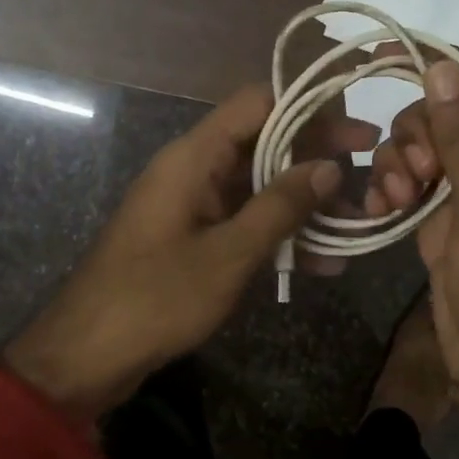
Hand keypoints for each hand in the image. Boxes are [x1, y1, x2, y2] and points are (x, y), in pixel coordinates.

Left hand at [4, 85, 372, 421]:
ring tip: (356, 222)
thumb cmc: (156, 297)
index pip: (257, 103)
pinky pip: (244, 222)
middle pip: (264, 142)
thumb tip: (331, 166)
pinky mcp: (194, 238)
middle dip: (317, 157)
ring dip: (304, 202)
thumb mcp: (228, 253)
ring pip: (259, 186)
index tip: (355, 126)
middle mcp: (193, 170)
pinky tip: (322, 263)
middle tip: (371, 170)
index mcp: (193, 156)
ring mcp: (193, 205)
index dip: (308, 107)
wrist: (87, 355)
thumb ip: (281, 206)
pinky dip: (280, 235)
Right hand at [366, 55, 458, 458]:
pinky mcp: (448, 221)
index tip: (382, 60)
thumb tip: (443, 67)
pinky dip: (394, 189)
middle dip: (419, 133)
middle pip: (449, 112)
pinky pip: (414, 183)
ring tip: (396, 199)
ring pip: (426, 147)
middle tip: (413, 173)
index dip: (441, 67)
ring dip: (401, 163)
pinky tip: (382, 210)